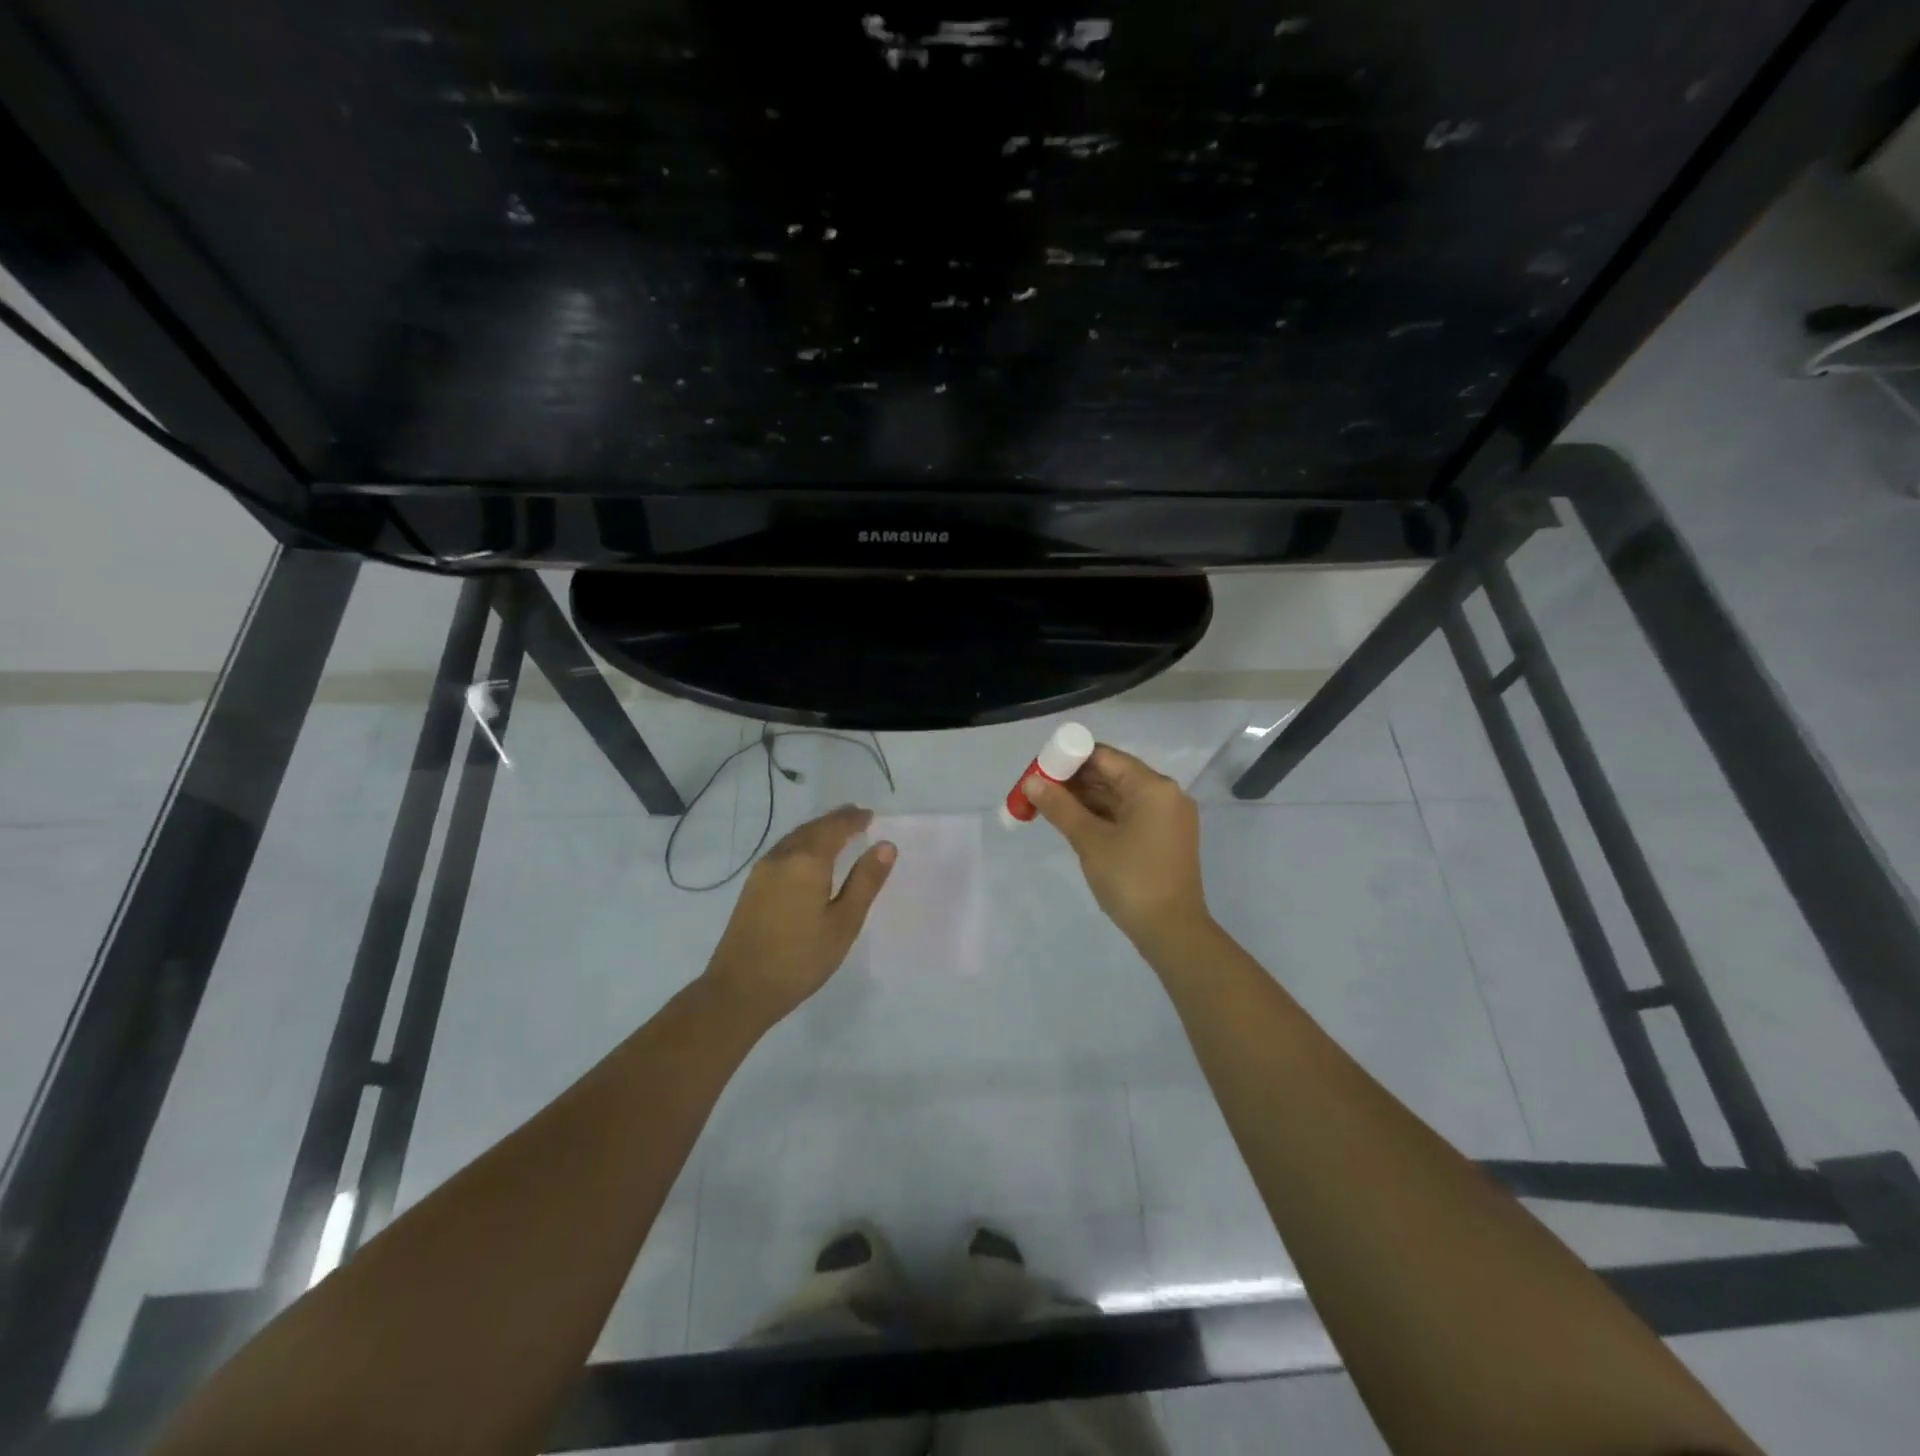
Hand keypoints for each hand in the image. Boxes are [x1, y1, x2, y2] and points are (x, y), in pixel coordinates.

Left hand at [703, 805, 895, 1023]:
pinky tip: (809, 857)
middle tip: (856, 817)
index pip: (834, 828)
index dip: (853, 819)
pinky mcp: (752, 887)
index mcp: (807, 862)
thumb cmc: (800, 959)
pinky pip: (783, 851)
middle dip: (835, 820)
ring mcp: (762, 871)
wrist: (740, 990)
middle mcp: (782, 857)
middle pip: (812, 828)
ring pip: (795, 838)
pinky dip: (802, 844)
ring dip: (817, 830)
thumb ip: (865, 881)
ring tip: (837, 832)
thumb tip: (885, 845)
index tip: (869, 815)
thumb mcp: (844, 923)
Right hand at [1026, 745, 1210, 948]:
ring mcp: (1167, 817)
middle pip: (1113, 774)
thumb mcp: (1090, 840)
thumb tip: (1031, 782)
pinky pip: (1129, 814)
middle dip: (1075, 780)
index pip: (1104, 756)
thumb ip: (1059, 807)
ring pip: (1119, 795)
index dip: (1070, 758)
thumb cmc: (1131, 879)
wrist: (1172, 931)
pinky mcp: (1164, 837)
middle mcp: (1165, 794)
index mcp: (1152, 786)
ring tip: (1048, 805)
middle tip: (1039, 788)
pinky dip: (1102, 814)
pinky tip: (1073, 820)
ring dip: (1085, 798)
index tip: (1041, 769)